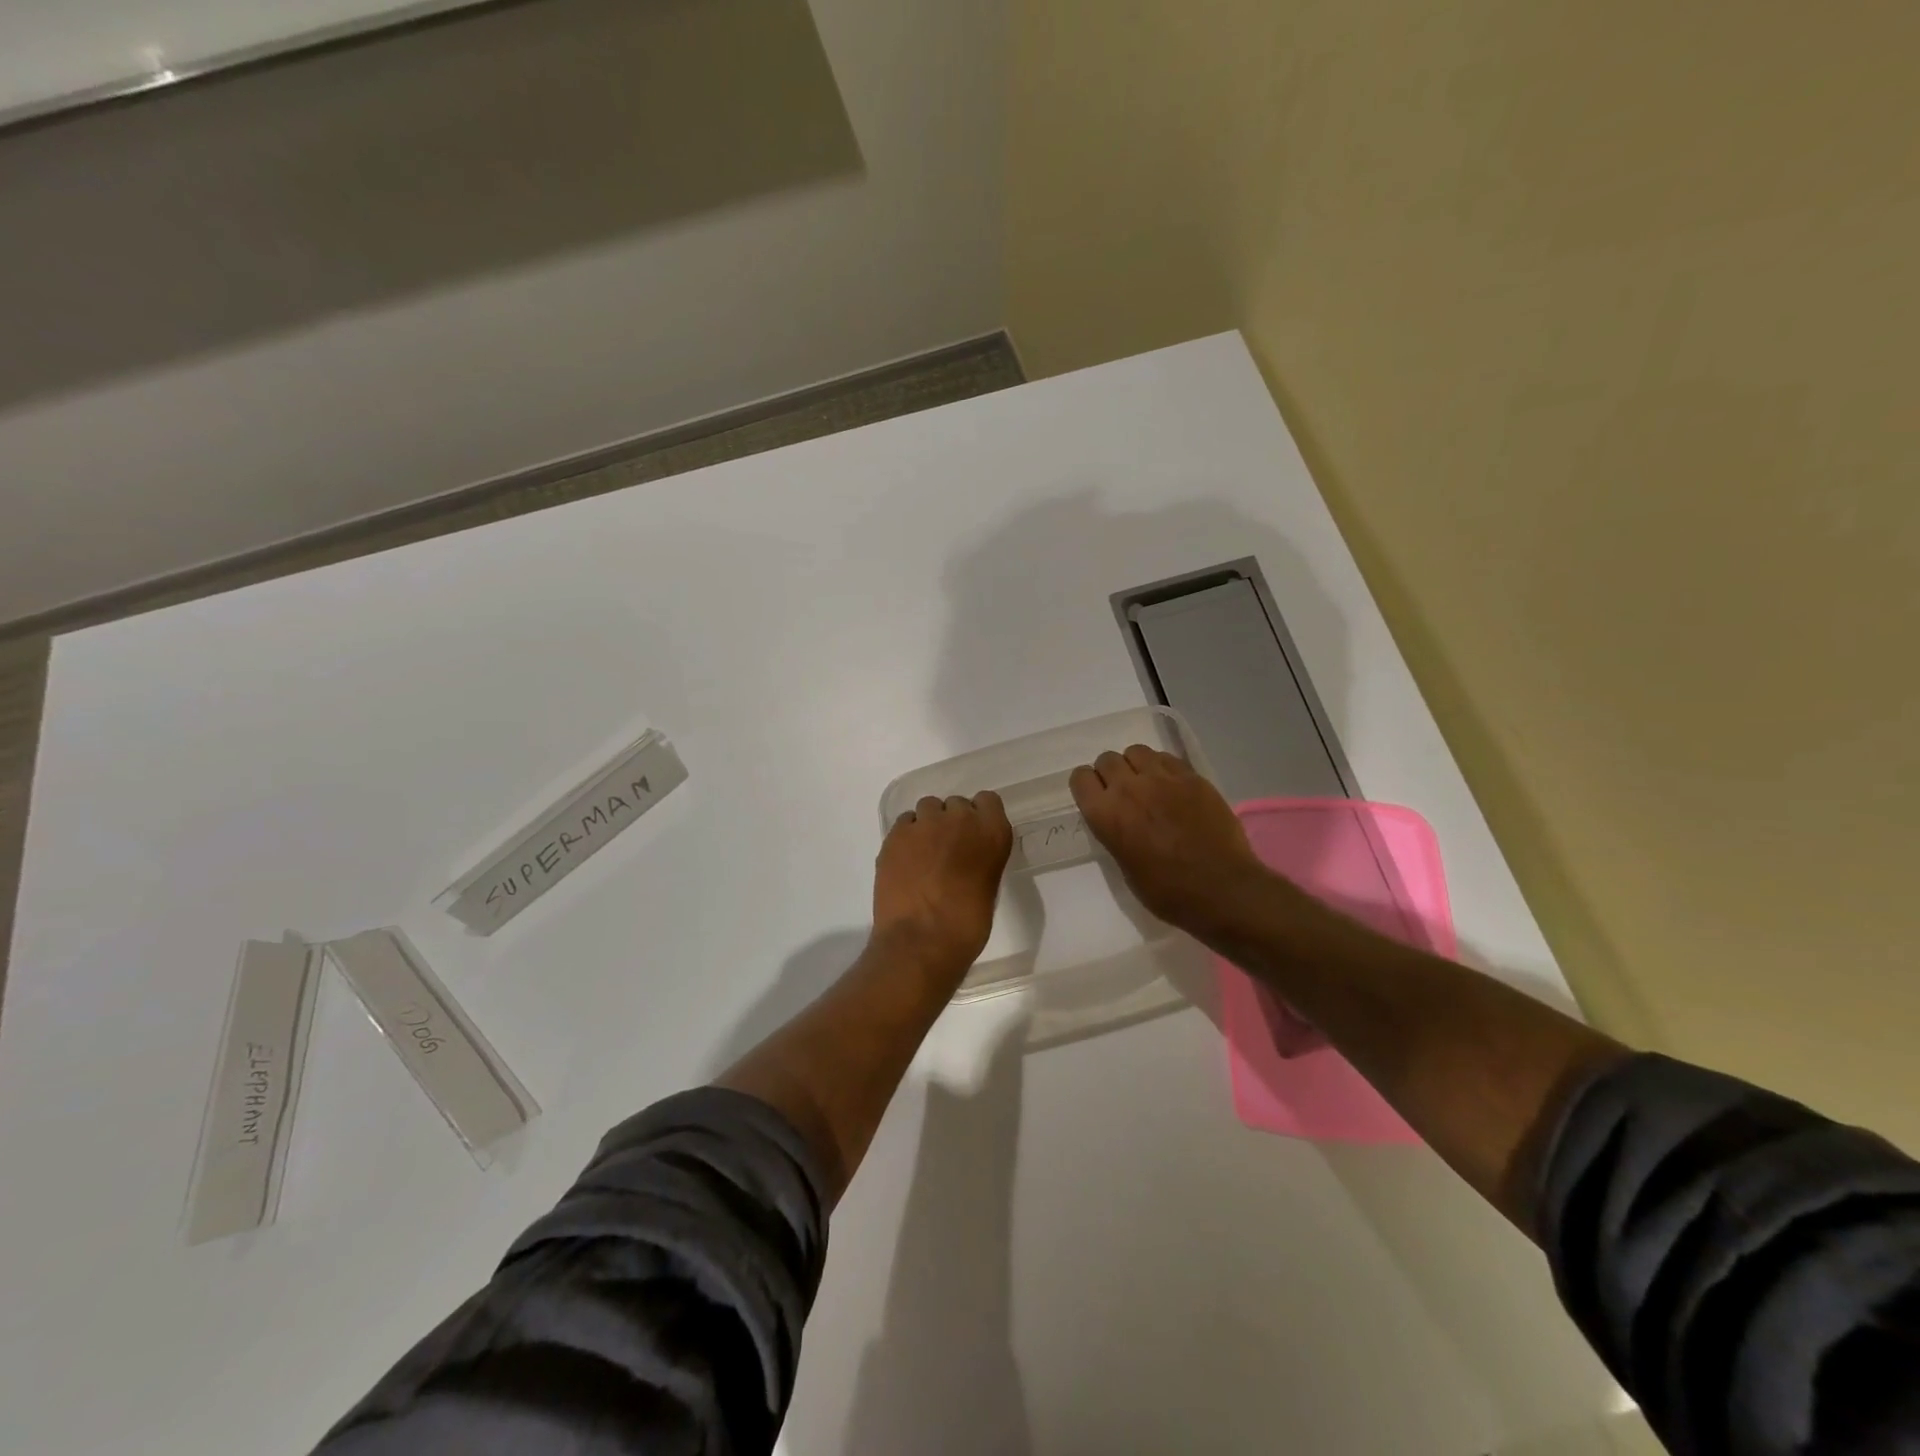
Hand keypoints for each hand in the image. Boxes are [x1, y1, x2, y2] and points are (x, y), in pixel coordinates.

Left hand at [873, 791, 1013, 975]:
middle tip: (946, 849)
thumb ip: (980, 858)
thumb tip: (965, 857)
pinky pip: (904, 822)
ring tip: (923, 853)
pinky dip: (906, 836)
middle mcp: (961, 819)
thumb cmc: (966, 925)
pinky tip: (905, 860)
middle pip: (955, 804)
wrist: (921, 942)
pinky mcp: (896, 835)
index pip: (988, 800)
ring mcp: (925, 824)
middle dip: (951, 821)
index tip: (973, 834)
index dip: (979, 815)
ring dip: (928, 825)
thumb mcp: (988, 886)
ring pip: (927, 808)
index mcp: (993, 833)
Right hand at [1070, 745, 1275, 935]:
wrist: (1221, 889)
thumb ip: (1115, 833)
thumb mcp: (1125, 867)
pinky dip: (1163, 767)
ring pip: (1136, 751)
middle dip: (1111, 773)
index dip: (1087, 786)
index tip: (1097, 797)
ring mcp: (1163, 778)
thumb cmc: (1167, 891)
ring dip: (1136, 766)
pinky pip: (1167, 758)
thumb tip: (1119, 820)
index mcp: (1106, 814)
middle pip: (1107, 760)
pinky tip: (1173, 787)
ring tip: (1148, 785)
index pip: (1080, 778)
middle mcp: (1128, 788)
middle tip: (1124, 793)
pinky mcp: (1192, 777)